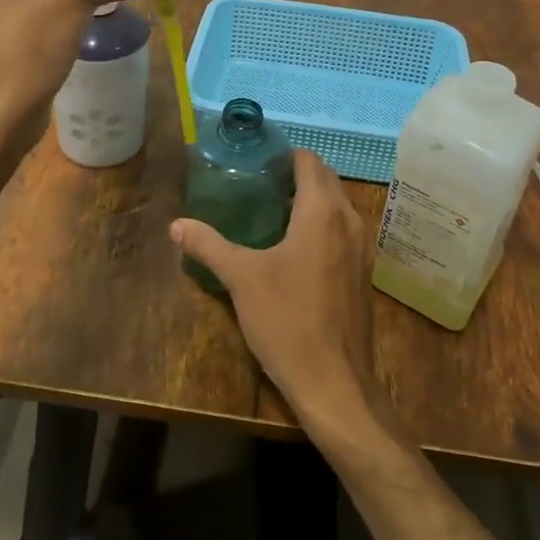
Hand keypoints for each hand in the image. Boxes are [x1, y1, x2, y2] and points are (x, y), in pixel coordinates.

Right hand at [171, 150, 381, 435]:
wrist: (335, 384)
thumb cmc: (288, 321)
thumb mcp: (241, 279)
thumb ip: (208, 245)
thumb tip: (176, 225)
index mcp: (323, 212)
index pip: (309, 161)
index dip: (283, 154)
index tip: (254, 160)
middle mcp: (350, 221)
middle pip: (325, 180)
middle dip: (294, 175)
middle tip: (256, 183)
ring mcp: (362, 249)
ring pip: (337, 206)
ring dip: (309, 200)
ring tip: (270, 211)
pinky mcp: (362, 274)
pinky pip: (342, 231)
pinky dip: (321, 225)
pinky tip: (292, 247)